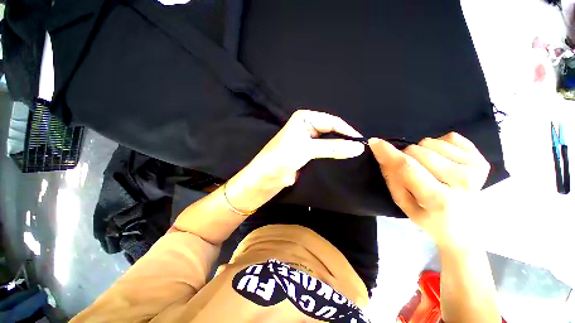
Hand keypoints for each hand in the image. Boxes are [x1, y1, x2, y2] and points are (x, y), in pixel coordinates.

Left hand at [226, 110, 364, 212]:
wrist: (264, 179)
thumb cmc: (280, 159)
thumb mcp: (307, 149)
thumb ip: (333, 148)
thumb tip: (359, 147)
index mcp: (304, 119)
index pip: (332, 121)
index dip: (347, 131)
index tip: (362, 143)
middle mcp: (306, 127)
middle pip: (331, 131)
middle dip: (344, 139)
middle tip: (361, 151)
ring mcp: (307, 141)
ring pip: (329, 142)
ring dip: (340, 148)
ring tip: (356, 156)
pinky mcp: (307, 154)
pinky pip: (324, 152)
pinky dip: (333, 155)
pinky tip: (344, 160)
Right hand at [368, 132, 490, 247]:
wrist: (466, 229)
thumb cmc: (429, 218)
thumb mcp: (403, 204)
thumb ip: (393, 179)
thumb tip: (383, 154)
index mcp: (438, 199)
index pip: (407, 167)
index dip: (388, 153)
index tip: (374, 142)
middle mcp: (461, 181)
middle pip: (417, 151)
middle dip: (406, 157)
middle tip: (413, 172)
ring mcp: (475, 168)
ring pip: (430, 142)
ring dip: (422, 153)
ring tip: (429, 169)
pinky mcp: (482, 160)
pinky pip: (450, 137)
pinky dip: (440, 146)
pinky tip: (444, 163)